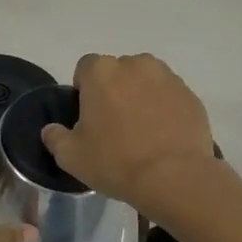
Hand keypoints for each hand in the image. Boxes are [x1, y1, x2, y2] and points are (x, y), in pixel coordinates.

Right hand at [41, 54, 219, 212]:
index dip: (84, 90)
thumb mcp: (71, 157)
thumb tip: (51, 129)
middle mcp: (135, 64)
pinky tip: (164, 137)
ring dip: (141, 97)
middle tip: (114, 125)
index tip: (88, 117)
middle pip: (117, 72)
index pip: (85, 68)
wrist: (175, 178)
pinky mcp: (191, 95)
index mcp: (102, 71)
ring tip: (142, 131)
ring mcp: (168, 77)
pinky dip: (165, 109)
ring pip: (146, 81)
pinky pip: (170, 96)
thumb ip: (55, 137)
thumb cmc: (116, 162)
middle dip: (114, 91)